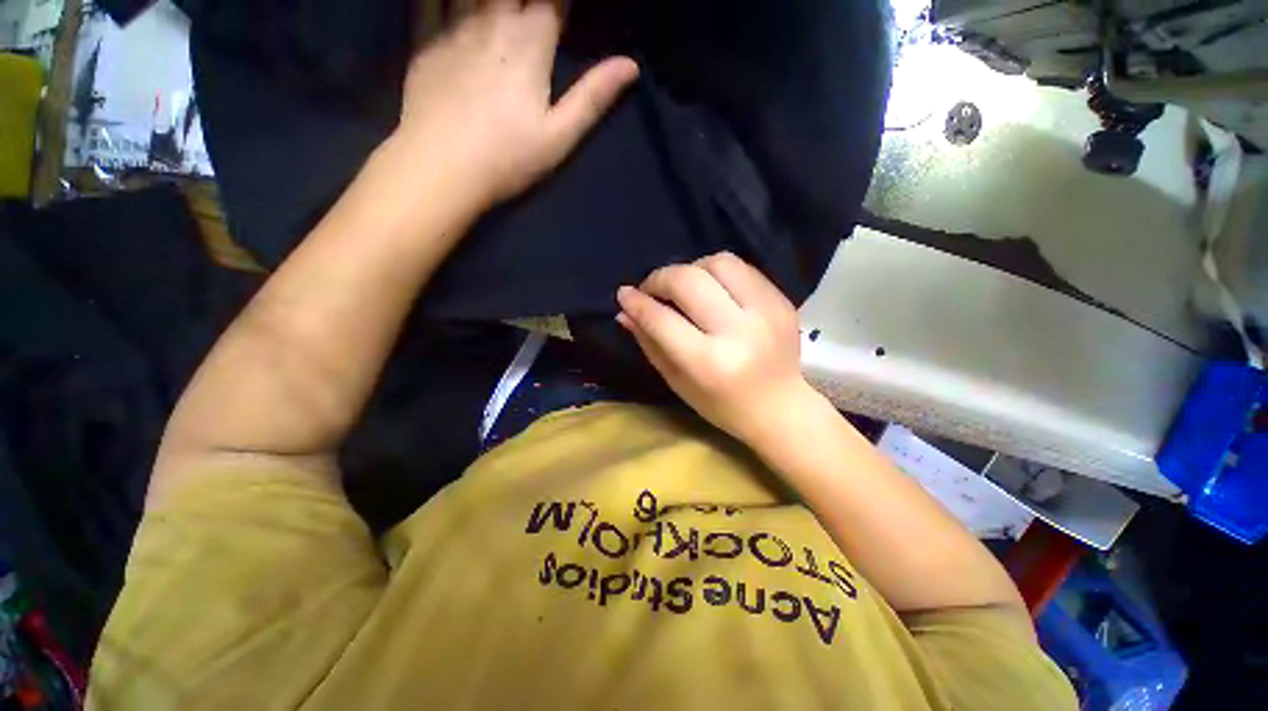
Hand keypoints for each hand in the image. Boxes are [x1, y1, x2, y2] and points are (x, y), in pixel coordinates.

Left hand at [395, 0, 638, 208]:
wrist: (442, 167)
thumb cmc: (508, 158)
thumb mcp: (559, 137)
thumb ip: (592, 97)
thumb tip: (631, 66)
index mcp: (530, 44)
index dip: (562, 1)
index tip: (566, 12)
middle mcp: (492, 22)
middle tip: (538, 9)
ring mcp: (454, 26)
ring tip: (503, 6)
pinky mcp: (425, 40)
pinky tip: (452, 0)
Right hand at [616, 252, 817, 444]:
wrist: (782, 408)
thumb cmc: (723, 405)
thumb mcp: (678, 382)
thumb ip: (650, 343)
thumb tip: (625, 311)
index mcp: (709, 363)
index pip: (663, 319)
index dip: (637, 303)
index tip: (624, 295)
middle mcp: (739, 331)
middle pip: (689, 281)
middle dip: (660, 279)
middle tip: (651, 290)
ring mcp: (766, 311)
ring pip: (718, 263)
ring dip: (691, 269)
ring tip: (683, 287)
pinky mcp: (781, 301)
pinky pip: (742, 268)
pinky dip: (717, 272)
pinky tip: (711, 289)